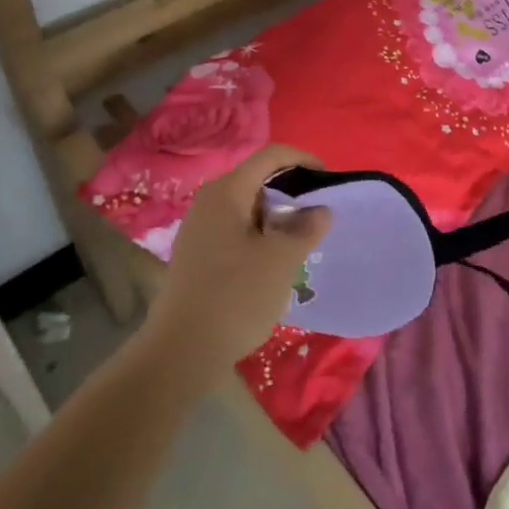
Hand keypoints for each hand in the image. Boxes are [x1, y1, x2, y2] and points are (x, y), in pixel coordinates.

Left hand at [141, 144, 331, 387]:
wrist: (180, 352)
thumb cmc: (236, 296)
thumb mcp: (281, 260)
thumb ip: (306, 228)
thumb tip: (320, 209)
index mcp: (227, 192)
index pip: (270, 156)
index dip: (302, 160)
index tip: (328, 179)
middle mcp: (208, 202)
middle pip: (257, 181)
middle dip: (291, 193)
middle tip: (318, 216)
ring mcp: (199, 230)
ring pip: (247, 209)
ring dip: (277, 219)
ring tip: (301, 243)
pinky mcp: (196, 256)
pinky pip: (235, 232)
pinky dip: (260, 238)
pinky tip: (273, 265)